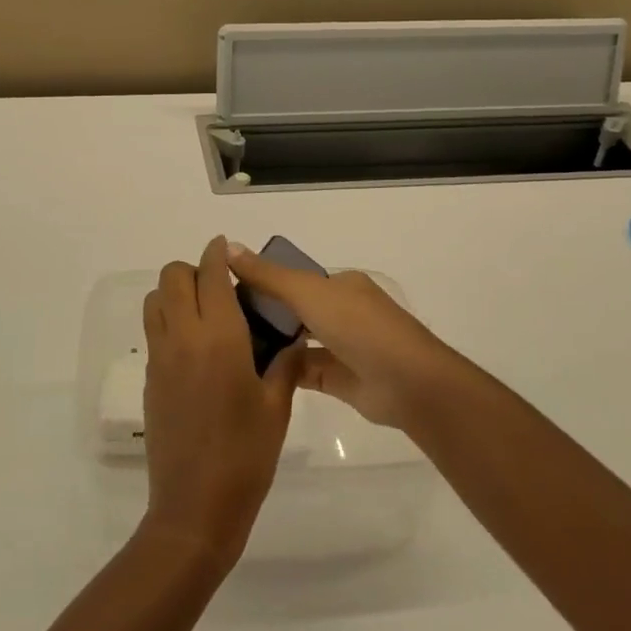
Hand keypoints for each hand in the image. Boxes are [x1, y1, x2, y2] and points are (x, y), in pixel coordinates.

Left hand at [141, 237, 302, 566]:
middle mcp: (183, 337)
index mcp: (219, 338)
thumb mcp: (276, 408)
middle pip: (172, 277)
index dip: (217, 253)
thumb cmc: (246, 456)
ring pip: (155, 300)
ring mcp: (160, 358)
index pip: (210, 275)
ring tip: (205, 315)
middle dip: (194, 270)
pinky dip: (168, 321)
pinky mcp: (149, 379)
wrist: (195, 507)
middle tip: (221, 289)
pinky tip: (195, 349)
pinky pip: (154, 331)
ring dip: (175, 293)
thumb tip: (293, 337)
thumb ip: (284, 364)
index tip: (226, 247)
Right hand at [226, 243, 462, 429]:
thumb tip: (228, 247)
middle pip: (295, 309)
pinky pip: (304, 371)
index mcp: (341, 285)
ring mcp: (343, 347)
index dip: (263, 280)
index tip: (226, 289)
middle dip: (264, 313)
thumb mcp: (309, 292)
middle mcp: (343, 312)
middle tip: (221, 321)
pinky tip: (251, 371)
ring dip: (272, 343)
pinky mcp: (340, 380)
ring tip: (228, 346)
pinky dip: (282, 370)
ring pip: (298, 341)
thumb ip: (269, 276)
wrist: (408, 384)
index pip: (295, 278)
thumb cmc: (359, 327)